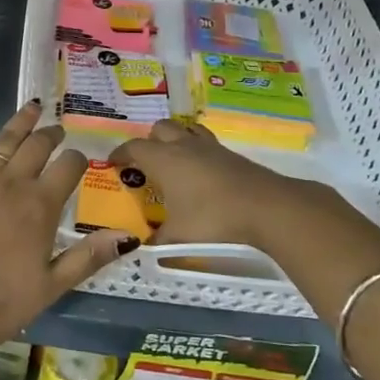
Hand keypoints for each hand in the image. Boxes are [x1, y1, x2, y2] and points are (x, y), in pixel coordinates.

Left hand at [0, 101, 136, 354]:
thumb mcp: (50, 287)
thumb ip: (88, 257)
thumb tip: (127, 236)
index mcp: (41, 206)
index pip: (68, 168)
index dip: (78, 159)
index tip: (81, 158)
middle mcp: (12, 184)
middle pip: (37, 147)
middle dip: (51, 135)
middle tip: (58, 130)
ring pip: (4, 141)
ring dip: (20, 123)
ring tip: (32, 107)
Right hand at [109, 120, 358, 249]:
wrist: (266, 206)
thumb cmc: (213, 218)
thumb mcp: (179, 236)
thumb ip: (158, 242)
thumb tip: (141, 249)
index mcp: (163, 160)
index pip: (134, 147)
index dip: (121, 153)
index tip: (113, 163)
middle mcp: (184, 146)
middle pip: (160, 129)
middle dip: (149, 141)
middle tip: (146, 163)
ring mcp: (210, 148)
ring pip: (186, 130)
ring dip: (176, 140)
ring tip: (174, 160)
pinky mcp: (231, 155)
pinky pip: (206, 143)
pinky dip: (198, 151)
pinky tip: (202, 173)